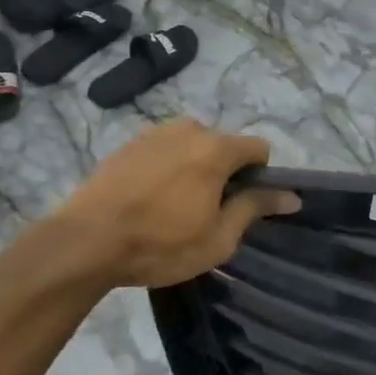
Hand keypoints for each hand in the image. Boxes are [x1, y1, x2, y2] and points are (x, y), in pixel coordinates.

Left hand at [4, 120, 300, 297]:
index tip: (243, 205)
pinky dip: (168, 167)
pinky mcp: (129, 143)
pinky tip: (149, 198)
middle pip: (224, 145)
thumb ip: (255, 208)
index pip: (259, 148)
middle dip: (225, 171)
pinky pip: (165, 149)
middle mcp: (189, 129)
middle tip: (207, 211)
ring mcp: (155, 132)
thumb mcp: (218, 237)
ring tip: (174, 205)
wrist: (84, 242)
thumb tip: (291, 196)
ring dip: (195, 167)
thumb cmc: (159, 245)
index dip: (260, 176)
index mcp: (216, 149)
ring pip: (193, 145)